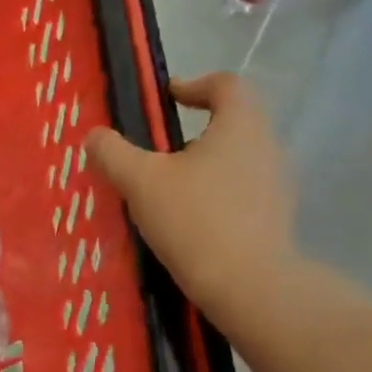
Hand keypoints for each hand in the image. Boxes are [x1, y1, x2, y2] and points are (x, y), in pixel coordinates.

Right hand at [85, 73, 296, 327]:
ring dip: (201, 165)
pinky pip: (240, 192)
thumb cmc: (194, 220)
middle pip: (232, 122)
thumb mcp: (139, 181)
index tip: (166, 99)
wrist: (250, 288)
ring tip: (163, 189)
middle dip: (191, 131)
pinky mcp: (274, 219)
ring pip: (235, 159)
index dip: (194, 84)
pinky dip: (212, 195)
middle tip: (154, 150)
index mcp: (240, 126)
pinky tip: (184, 221)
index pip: (226, 85)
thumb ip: (112, 152)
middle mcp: (266, 148)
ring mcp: (276, 186)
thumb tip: (95, 136)